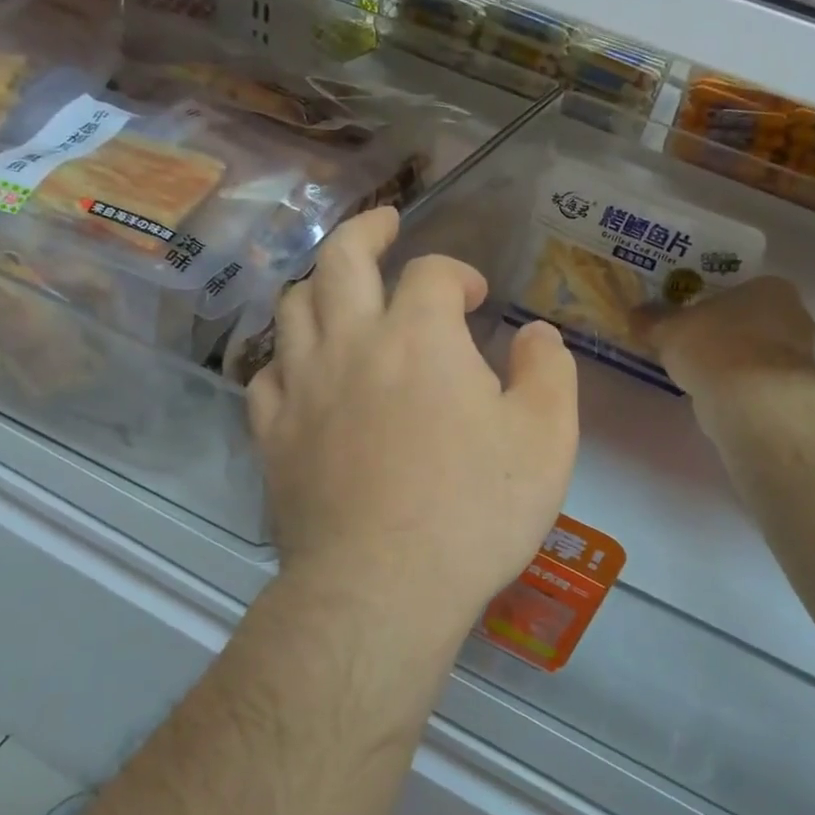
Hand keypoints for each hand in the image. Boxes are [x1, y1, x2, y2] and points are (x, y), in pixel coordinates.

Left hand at [247, 208, 578, 643]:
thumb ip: (549, 372)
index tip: (476, 298)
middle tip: (385, 226)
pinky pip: (265, 374)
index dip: (457, 273)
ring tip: (340, 292)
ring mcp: (302, 387)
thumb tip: (538, 333)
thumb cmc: (473, 511)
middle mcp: (351, 343)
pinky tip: (302, 370)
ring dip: (318, 286)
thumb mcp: (546, 439)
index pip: (431, 271)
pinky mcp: (272, 435)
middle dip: (366, 230)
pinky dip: (286, 357)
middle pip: (340, 258)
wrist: (382, 588)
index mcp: (419, 336)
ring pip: (292, 307)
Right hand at [639, 275, 814, 399]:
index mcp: (770, 287)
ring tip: (702, 372)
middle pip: (753, 321)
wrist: (748, 398)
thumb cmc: (712, 345)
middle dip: (727, 332)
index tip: (694, 318)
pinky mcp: (793, 391)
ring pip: (758, 353)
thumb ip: (653, 320)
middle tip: (695, 344)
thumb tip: (635, 314)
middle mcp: (794, 316)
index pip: (743, 290)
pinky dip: (741, 386)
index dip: (716, 304)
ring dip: (735, 361)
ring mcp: (799, 356)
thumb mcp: (669, 329)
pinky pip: (759, 381)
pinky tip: (718, 393)